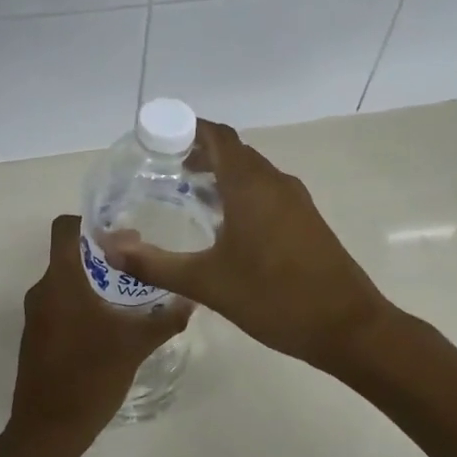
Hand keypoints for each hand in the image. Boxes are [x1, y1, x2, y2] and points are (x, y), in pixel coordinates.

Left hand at [8, 215, 191, 454]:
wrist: (47, 431)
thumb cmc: (89, 377)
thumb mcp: (135, 345)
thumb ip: (165, 319)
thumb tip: (192, 299)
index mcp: (61, 280)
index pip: (66, 228)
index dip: (92, 222)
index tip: (124, 234)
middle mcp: (43, 290)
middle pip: (71, 253)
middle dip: (105, 253)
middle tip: (141, 262)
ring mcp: (37, 314)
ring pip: (67, 280)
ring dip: (97, 279)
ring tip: (132, 293)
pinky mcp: (38, 336)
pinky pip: (62, 303)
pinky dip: (85, 301)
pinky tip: (113, 322)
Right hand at [102, 121, 389, 371]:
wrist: (348, 327)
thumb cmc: (275, 298)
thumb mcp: (207, 283)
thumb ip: (154, 264)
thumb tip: (109, 247)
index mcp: (251, 185)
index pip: (217, 136)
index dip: (186, 129)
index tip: (154, 140)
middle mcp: (275, 182)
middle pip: (233, 151)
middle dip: (197, 152)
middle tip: (160, 170)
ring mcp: (295, 201)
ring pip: (251, 172)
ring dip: (219, 174)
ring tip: (184, 193)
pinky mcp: (305, 221)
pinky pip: (265, 191)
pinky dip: (239, 192)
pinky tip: (222, 224)